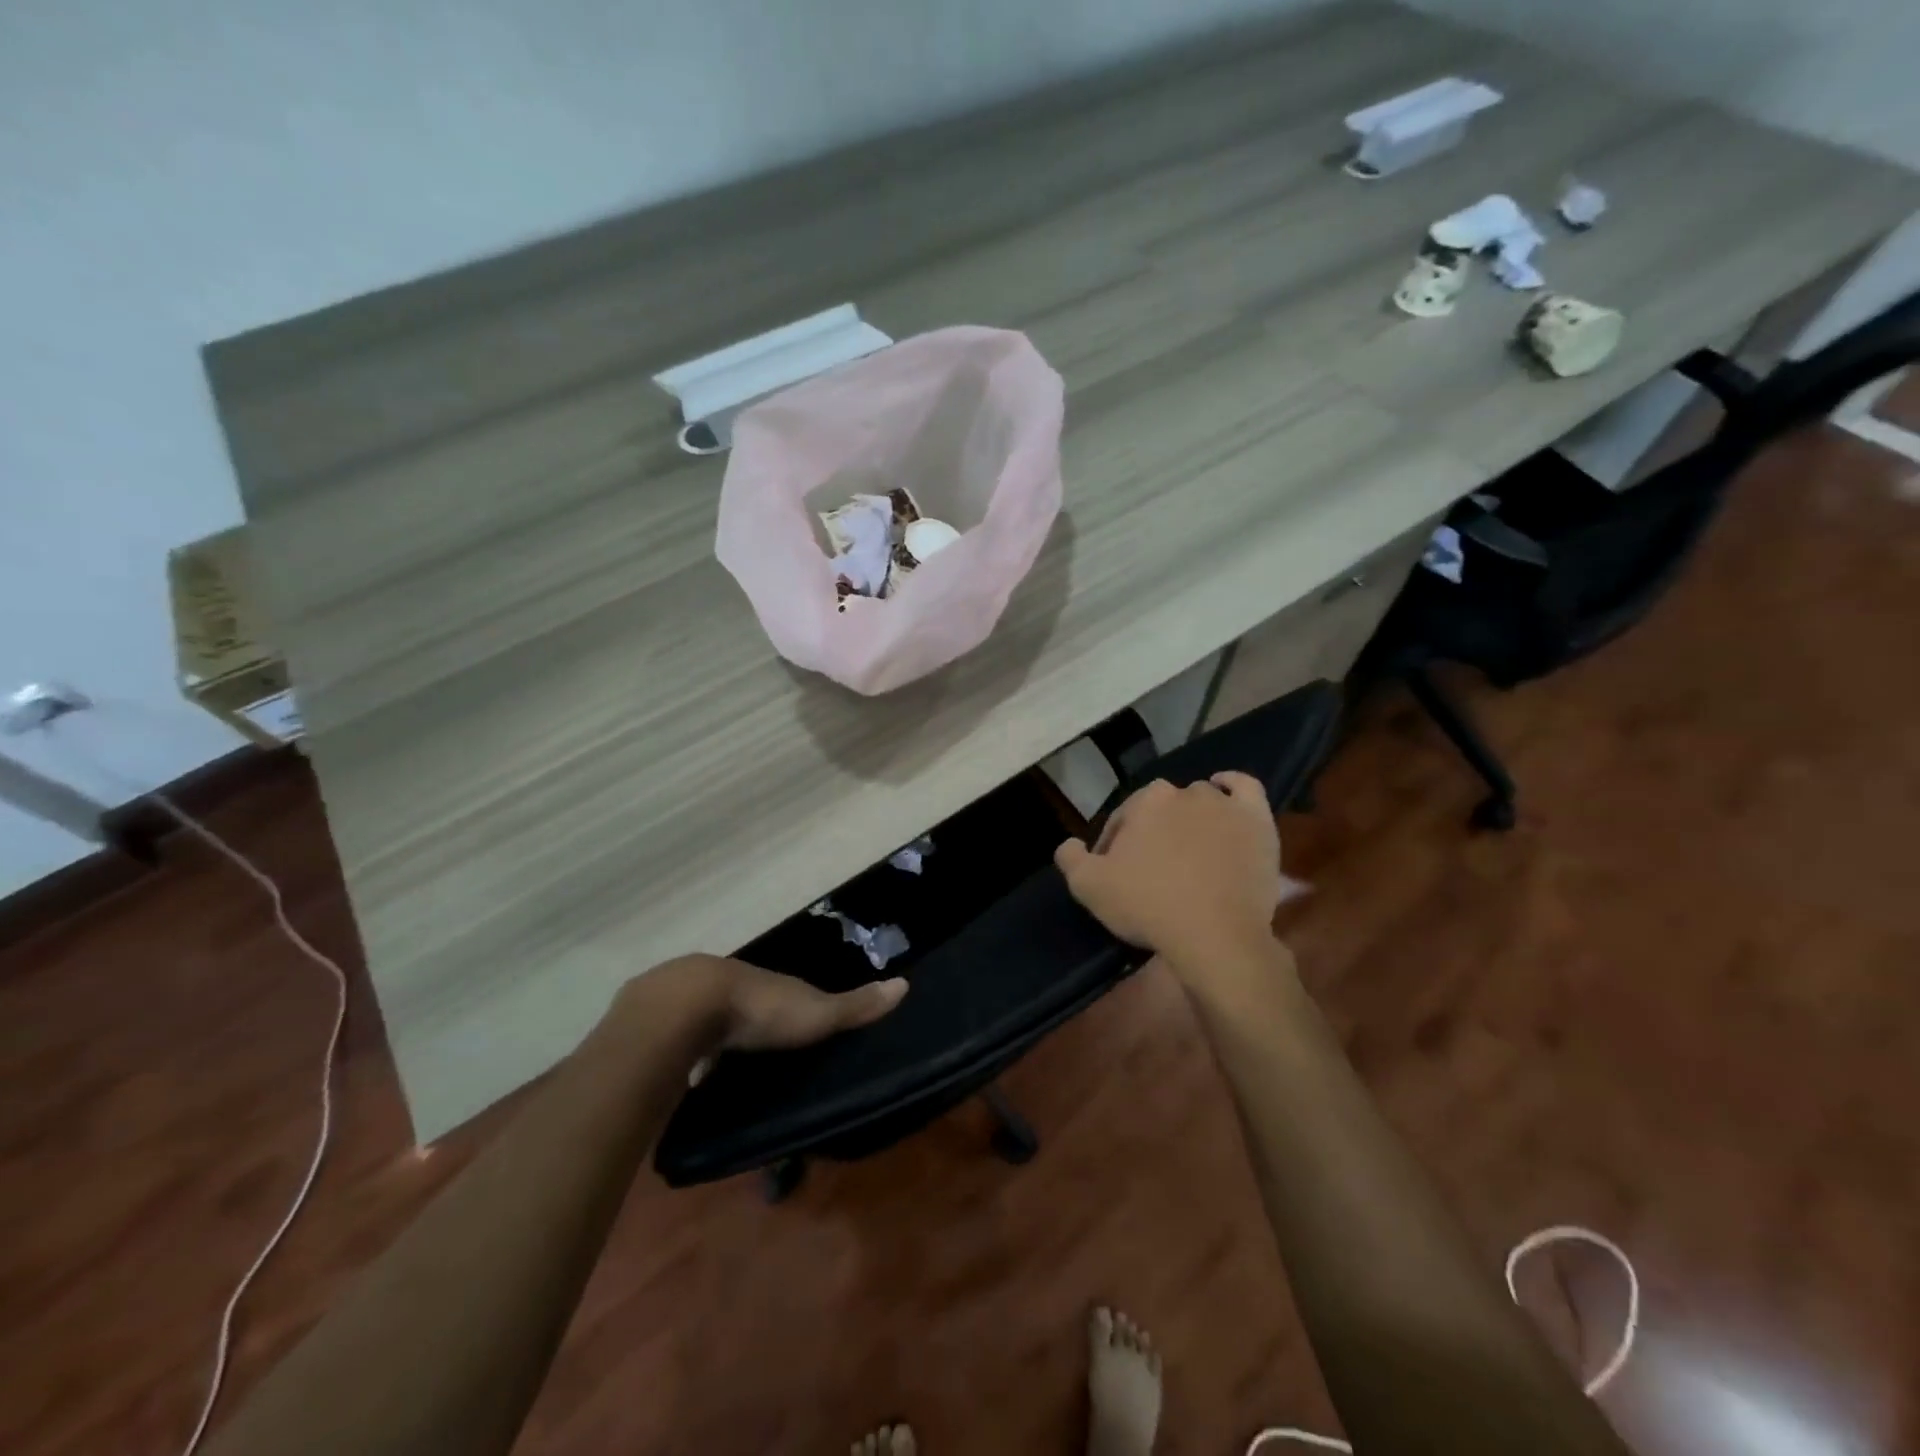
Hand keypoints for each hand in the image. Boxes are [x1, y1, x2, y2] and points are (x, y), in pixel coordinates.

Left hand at [632, 953, 907, 1062]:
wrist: (685, 1008)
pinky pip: (678, 1036)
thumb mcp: (815, 1013)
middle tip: (763, 1057)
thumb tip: (905, 984)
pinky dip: (685, 1051)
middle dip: (754, 1025)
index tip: (805, 1031)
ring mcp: (693, 999)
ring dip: (716, 1038)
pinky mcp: (659, 1020)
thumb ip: (854, 1006)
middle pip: (748, 1004)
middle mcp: (732, 983)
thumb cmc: (758, 1010)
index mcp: (768, 983)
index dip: (798, 1010)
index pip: (788, 994)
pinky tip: (686, 1073)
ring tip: (724, 1071)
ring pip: (710, 1019)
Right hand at [1055, 773, 1286, 980]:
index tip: (1117, 876)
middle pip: (1161, 810)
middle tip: (1152, 870)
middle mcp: (1185, 792)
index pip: (1122, 820)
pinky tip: (1224, 791)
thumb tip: (1068, 844)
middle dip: (1153, 833)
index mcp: (1145, 801)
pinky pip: (1245, 789)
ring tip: (1188, 850)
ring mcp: (1225, 805)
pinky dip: (1232, 785)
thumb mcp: (1089, 888)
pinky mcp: (1258, 822)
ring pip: (1201, 800)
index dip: (1115, 847)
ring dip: (1190, 818)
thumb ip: (1071, 858)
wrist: (1216, 936)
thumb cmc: (1149, 906)